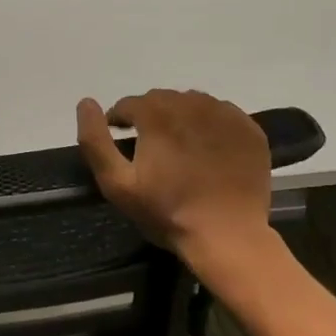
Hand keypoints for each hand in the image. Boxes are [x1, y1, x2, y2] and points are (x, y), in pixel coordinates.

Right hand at [77, 91, 272, 263]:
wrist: (227, 236)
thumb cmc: (167, 212)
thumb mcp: (117, 184)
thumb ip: (94, 140)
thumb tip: (86, 103)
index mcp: (157, 114)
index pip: (129, 104)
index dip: (120, 121)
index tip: (122, 143)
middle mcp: (192, 104)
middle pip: (161, 100)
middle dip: (150, 117)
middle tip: (151, 148)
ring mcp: (225, 115)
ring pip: (192, 103)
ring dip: (180, 118)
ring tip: (180, 148)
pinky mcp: (249, 129)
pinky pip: (222, 114)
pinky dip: (210, 125)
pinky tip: (208, 150)